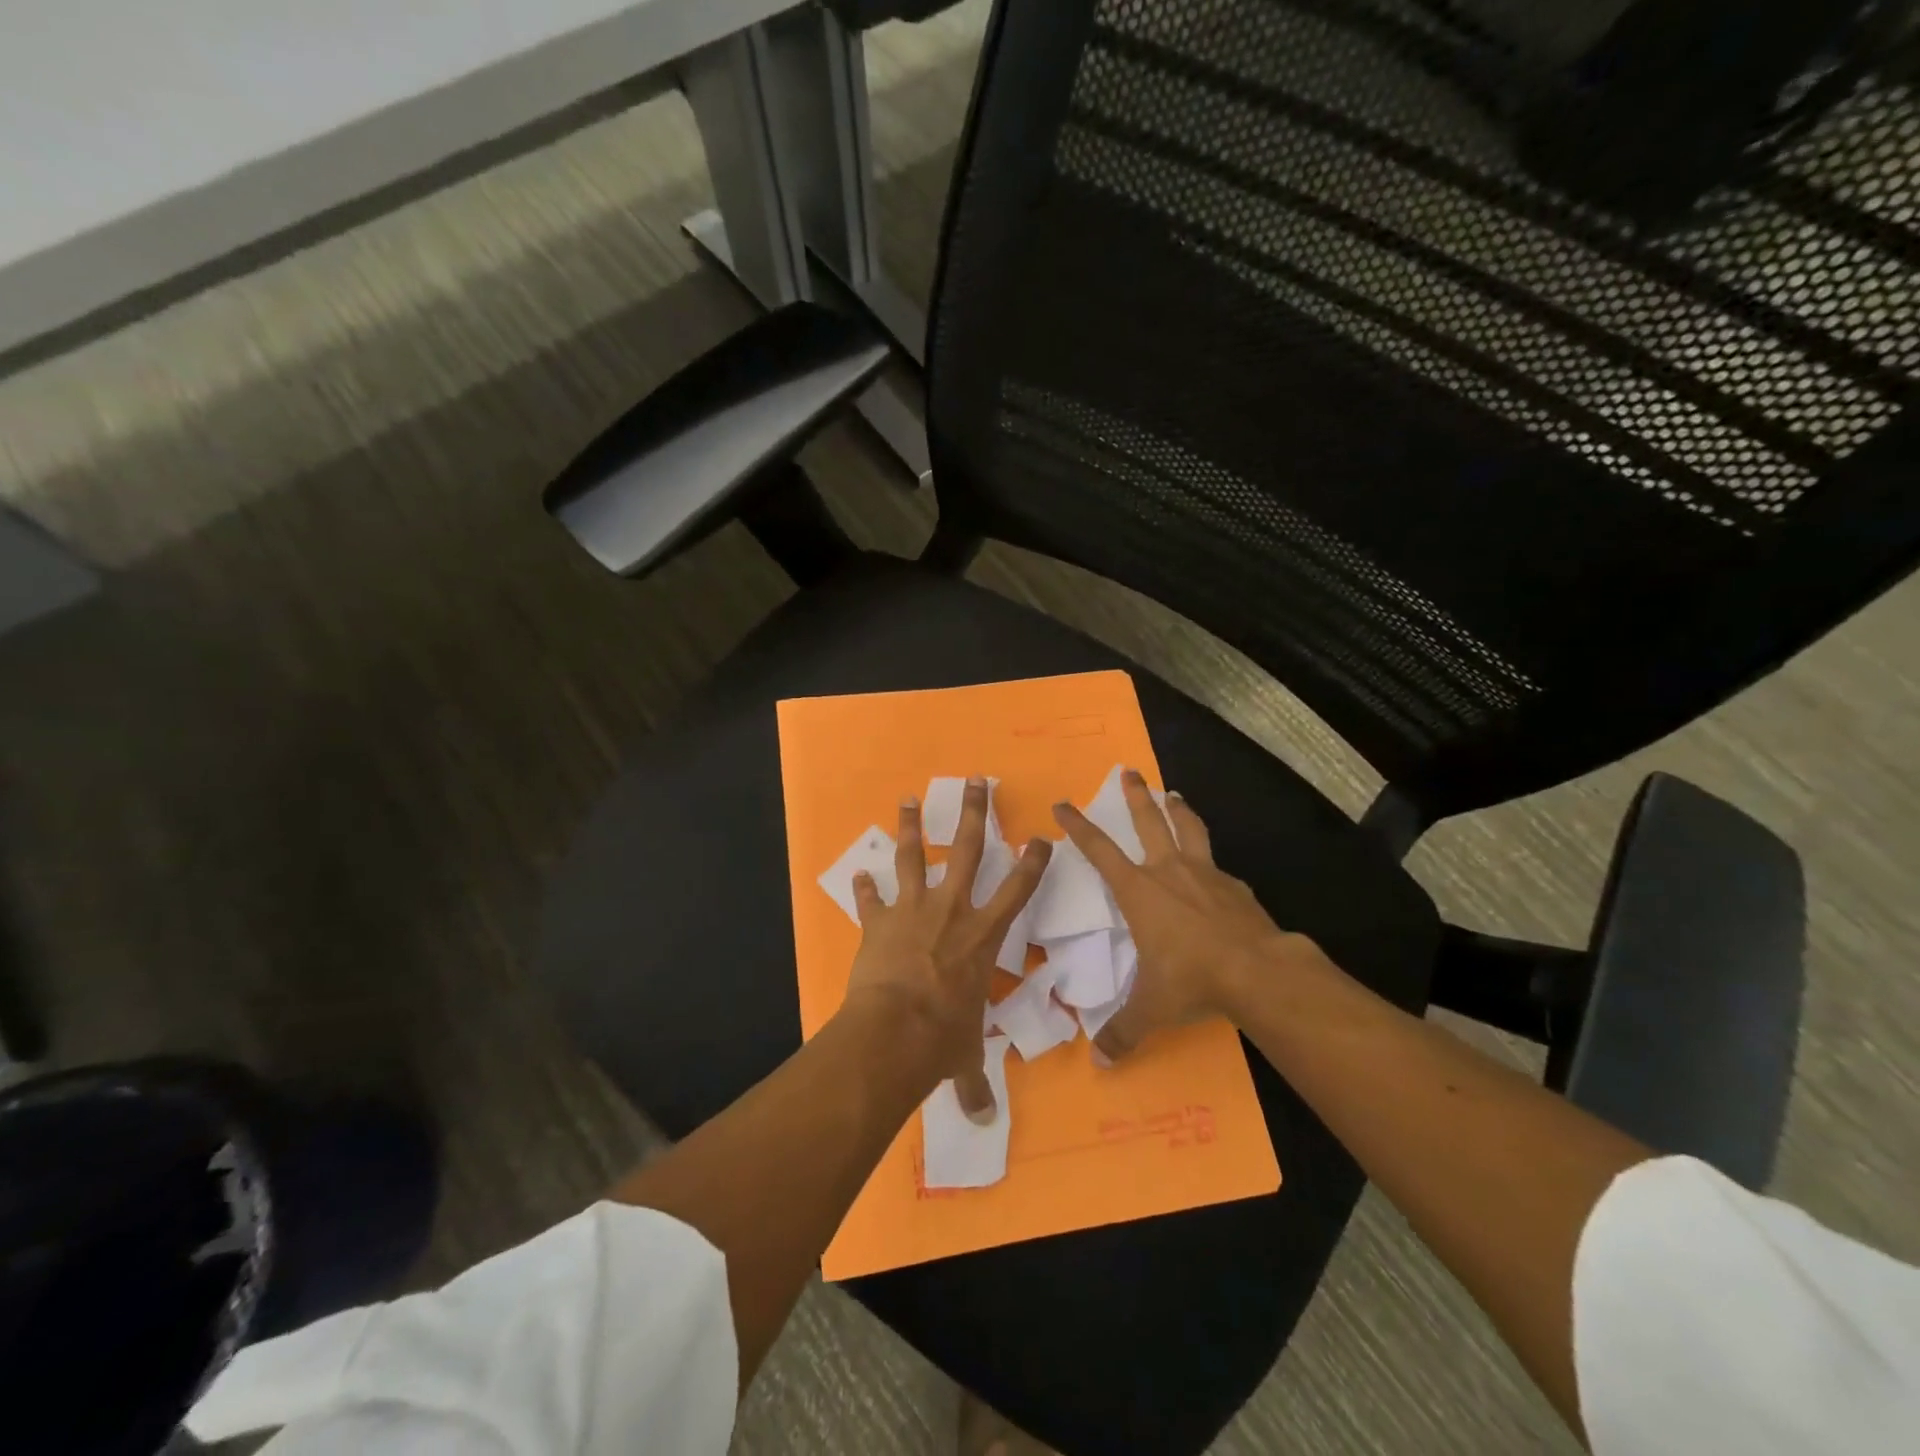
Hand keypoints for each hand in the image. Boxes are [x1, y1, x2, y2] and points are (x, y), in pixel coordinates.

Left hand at [843, 778, 1049, 1119]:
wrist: (894, 1031)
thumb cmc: (942, 1037)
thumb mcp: (964, 1056)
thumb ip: (973, 1081)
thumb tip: (982, 1120)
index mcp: (983, 936)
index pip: (1018, 890)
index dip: (1033, 861)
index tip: (1041, 836)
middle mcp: (952, 911)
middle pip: (967, 849)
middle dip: (974, 813)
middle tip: (976, 781)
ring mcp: (913, 910)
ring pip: (914, 856)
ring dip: (911, 827)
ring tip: (909, 799)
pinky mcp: (878, 921)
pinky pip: (871, 898)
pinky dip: (865, 888)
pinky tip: (859, 874)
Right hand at [1053, 770, 1312, 1063]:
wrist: (1257, 971)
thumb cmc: (1191, 979)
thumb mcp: (1150, 1008)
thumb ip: (1122, 1031)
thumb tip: (1098, 1061)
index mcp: (1139, 891)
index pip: (1100, 850)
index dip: (1079, 826)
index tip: (1064, 804)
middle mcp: (1169, 872)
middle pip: (1149, 821)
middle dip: (1135, 795)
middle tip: (1128, 771)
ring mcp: (1206, 874)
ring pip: (1189, 829)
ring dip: (1179, 810)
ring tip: (1175, 794)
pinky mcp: (1236, 887)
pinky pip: (1218, 867)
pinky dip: (1211, 862)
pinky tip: (1216, 871)